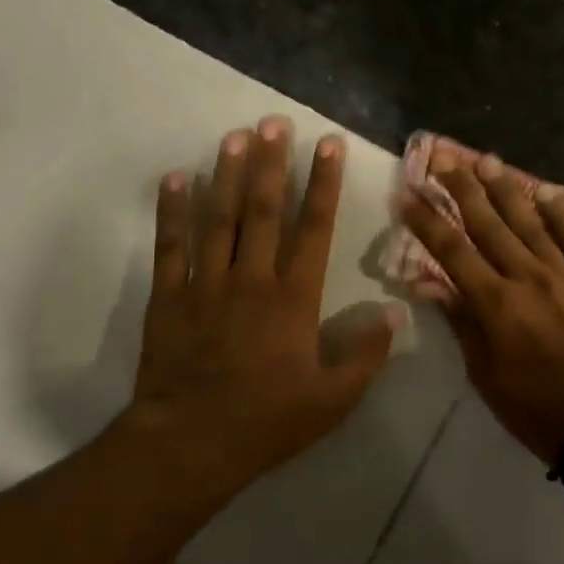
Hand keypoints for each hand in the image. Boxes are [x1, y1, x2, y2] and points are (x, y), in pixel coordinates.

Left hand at [118, 116, 401, 495]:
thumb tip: (393, 313)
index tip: (329, 145)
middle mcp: (251, 278)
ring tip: (236, 135)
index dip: (325, 184)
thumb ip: (365, 354)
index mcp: (294, 298)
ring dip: (228, 174)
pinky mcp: (169, 296)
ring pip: (219, 217)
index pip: (314, 228)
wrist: (191, 442)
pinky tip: (176, 178)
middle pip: (264, 209)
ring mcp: (206, 283)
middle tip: (276, 121)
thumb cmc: (268, 420)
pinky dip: (172, 210)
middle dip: (273, 163)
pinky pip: (171, 245)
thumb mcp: (333, 398)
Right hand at [399, 152, 563, 462]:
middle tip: (444, 159)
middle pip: (490, 225)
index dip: (427, 222)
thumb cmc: (533, 407)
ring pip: (532, 222)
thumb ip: (461, 322)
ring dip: (507, 189)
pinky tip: (548, 192)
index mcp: (497, 306)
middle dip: (463, 189)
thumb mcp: (484, 373)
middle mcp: (530, 279)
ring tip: (487, 160)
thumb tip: (429, 284)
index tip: (408, 195)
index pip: (453, 252)